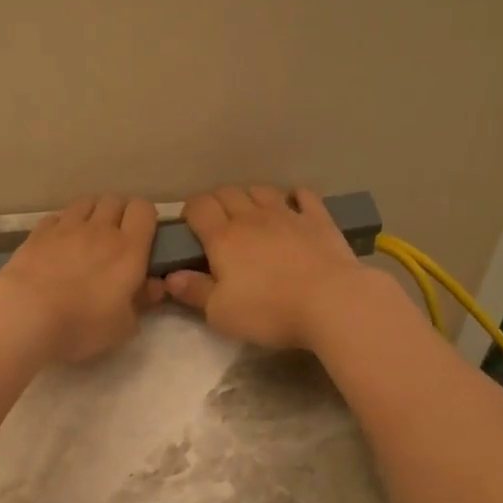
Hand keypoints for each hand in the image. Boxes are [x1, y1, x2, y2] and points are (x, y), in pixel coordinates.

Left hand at [0, 194, 165, 363]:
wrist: (26, 315)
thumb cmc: (82, 324)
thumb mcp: (122, 326)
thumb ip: (141, 303)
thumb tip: (153, 287)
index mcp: (128, 249)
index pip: (144, 210)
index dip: (145, 218)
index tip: (142, 238)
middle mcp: (100, 230)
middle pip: (115, 200)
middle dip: (119, 213)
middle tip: (115, 238)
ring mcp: (66, 227)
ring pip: (86, 202)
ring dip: (91, 213)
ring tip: (87, 235)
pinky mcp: (38, 233)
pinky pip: (57, 217)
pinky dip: (62, 225)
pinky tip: (58, 244)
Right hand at [163, 186, 379, 350]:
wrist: (332, 302)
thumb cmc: (268, 311)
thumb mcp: (221, 313)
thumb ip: (194, 292)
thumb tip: (170, 276)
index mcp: (223, 238)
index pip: (199, 207)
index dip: (190, 211)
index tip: (190, 227)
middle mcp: (252, 217)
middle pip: (227, 193)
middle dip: (217, 202)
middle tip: (217, 224)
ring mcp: (288, 215)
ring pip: (261, 190)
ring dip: (250, 197)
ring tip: (250, 214)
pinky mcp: (318, 220)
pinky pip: (303, 195)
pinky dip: (294, 196)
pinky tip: (293, 205)